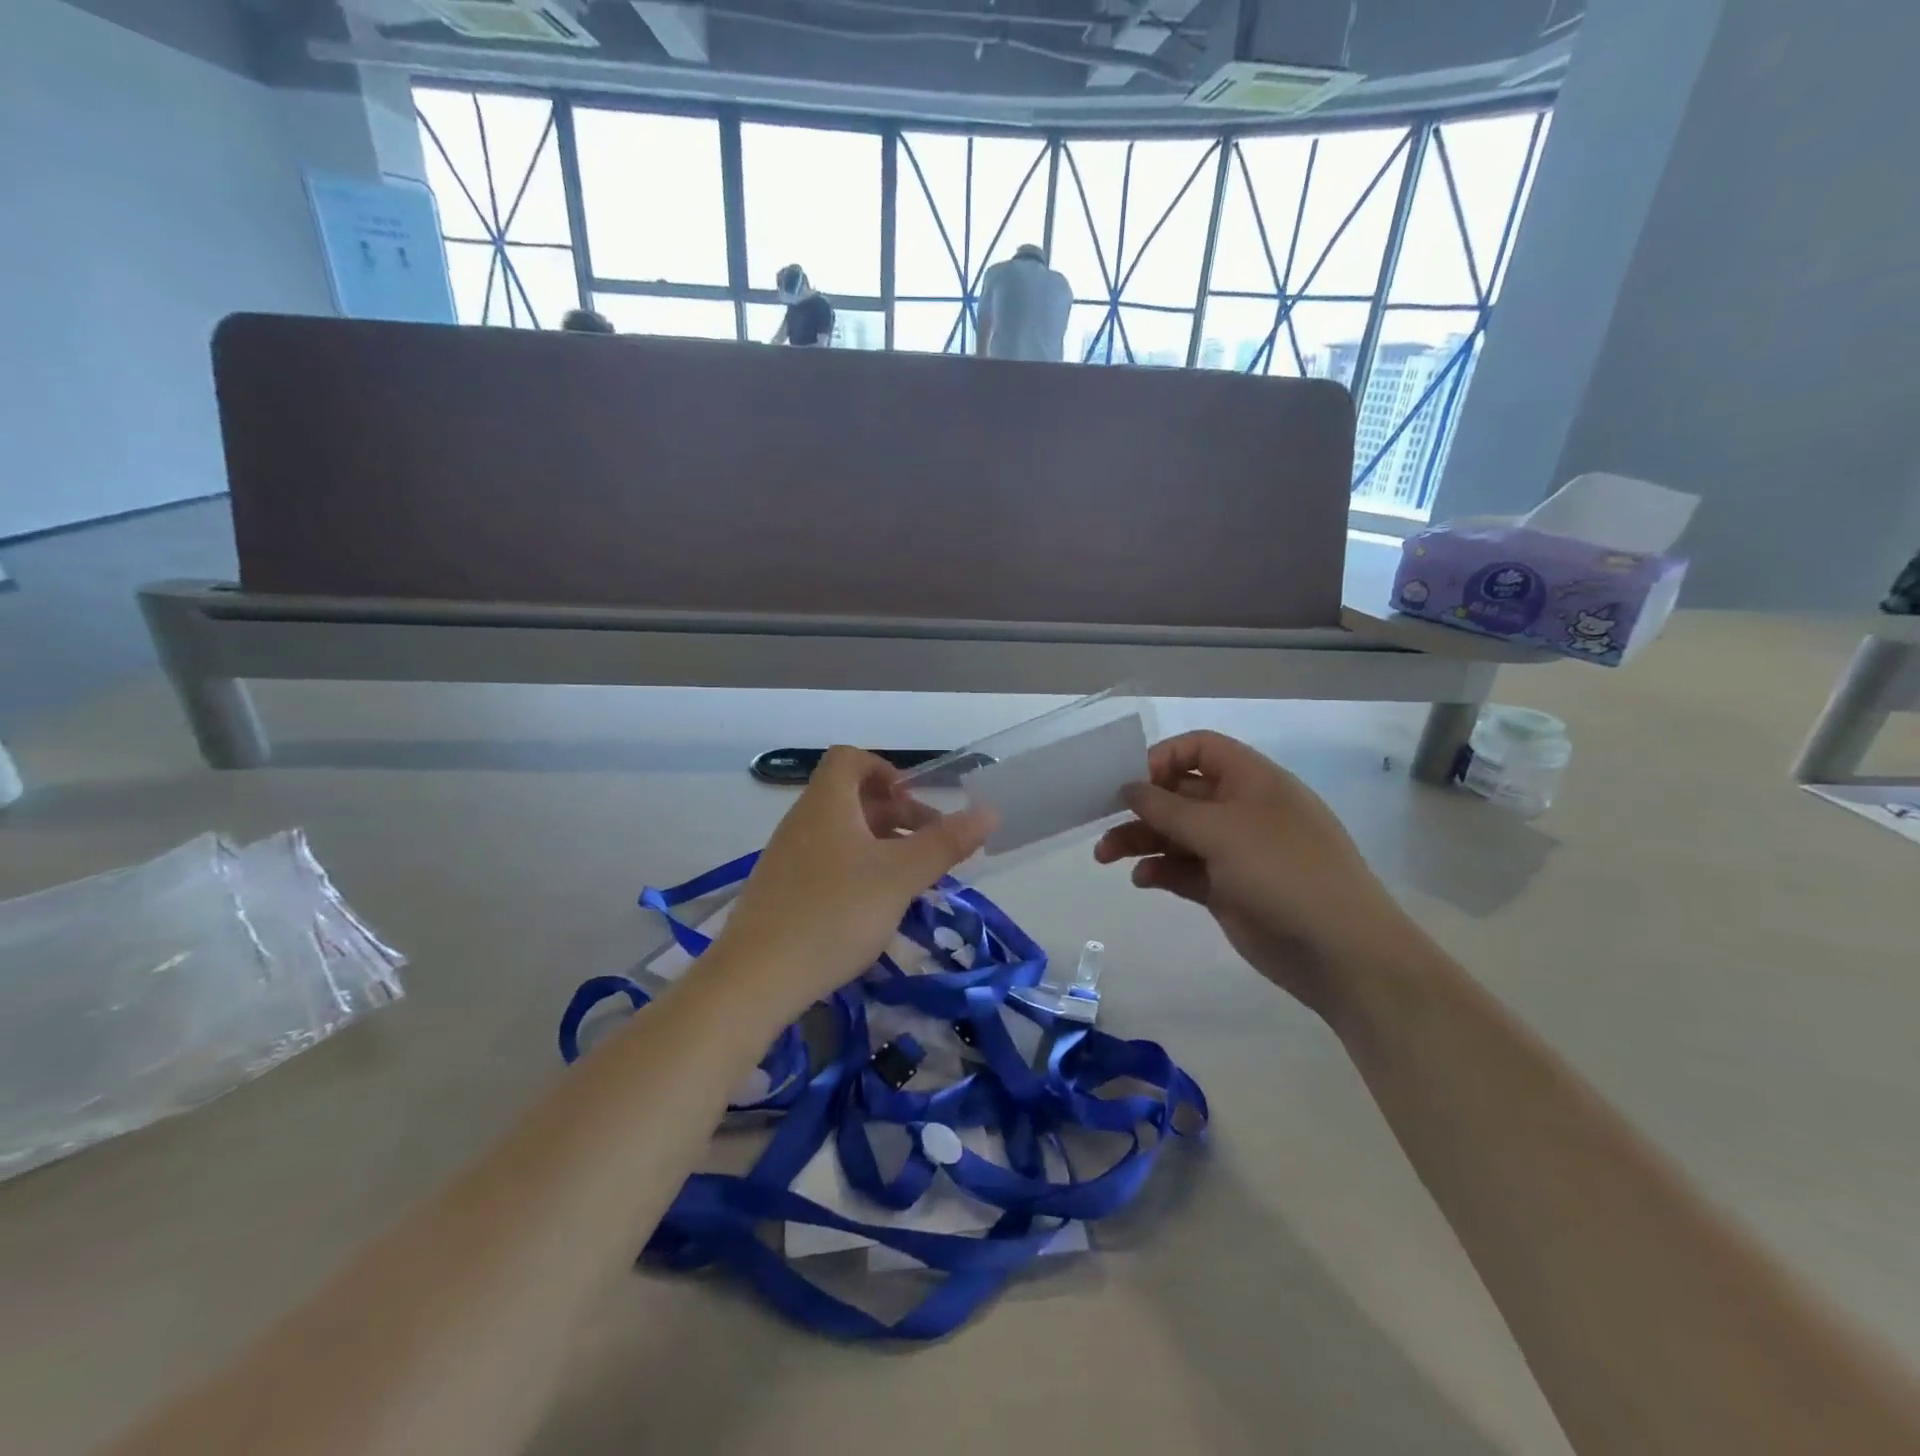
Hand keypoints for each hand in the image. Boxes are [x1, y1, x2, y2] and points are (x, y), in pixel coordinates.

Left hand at [710, 747, 994, 1016]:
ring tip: (912, 880)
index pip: (850, 759)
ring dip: (881, 846)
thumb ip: (945, 843)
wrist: (756, 979)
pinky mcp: (781, 893)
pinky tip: (876, 909)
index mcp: (826, 804)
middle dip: (896, 814)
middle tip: (930, 846)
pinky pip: (827, 865)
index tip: (915, 801)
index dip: (885, 770)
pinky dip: (858, 872)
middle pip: (851, 799)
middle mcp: (802, 822)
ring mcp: (788, 859)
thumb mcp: (900, 876)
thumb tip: (989, 811)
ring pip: (842, 835)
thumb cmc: (835, 912)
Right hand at [1093, 730, 1417, 1014]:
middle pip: (1180, 793)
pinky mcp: (1226, 889)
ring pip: (1176, 834)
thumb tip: (1129, 788)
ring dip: (1141, 840)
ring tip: (1105, 856)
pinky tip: (1142, 880)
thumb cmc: (1283, 871)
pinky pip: (1183, 870)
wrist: (1338, 950)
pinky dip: (1160, 871)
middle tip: (1101, 822)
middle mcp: (1241, 809)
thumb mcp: (1221, 830)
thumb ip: (1168, 807)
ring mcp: (1234, 851)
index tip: (1129, 783)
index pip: (1199, 749)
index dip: (1163, 758)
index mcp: (1251, 780)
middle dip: (1141, 806)